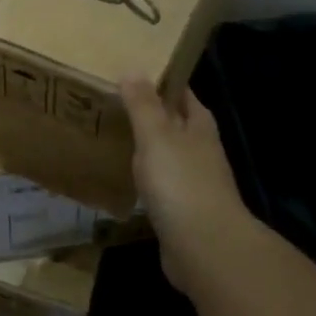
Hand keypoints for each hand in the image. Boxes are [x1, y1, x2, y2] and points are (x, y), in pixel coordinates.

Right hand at [121, 79, 257, 290]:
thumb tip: (133, 69)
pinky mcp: (182, 210)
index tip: (131, 72)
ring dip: (146, 146)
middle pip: (175, 123)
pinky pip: (160, 184)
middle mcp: (200, 150)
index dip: (161, 82)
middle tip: (113, 102)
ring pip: (167, 154)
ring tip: (112, 135)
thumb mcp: (156, 135)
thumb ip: (144, 104)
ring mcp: (194, 181)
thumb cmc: (180, 182)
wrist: (204, 247)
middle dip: (150, 113)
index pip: (182, 93)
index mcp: (199, 126)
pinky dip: (144, 177)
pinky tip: (123, 177)